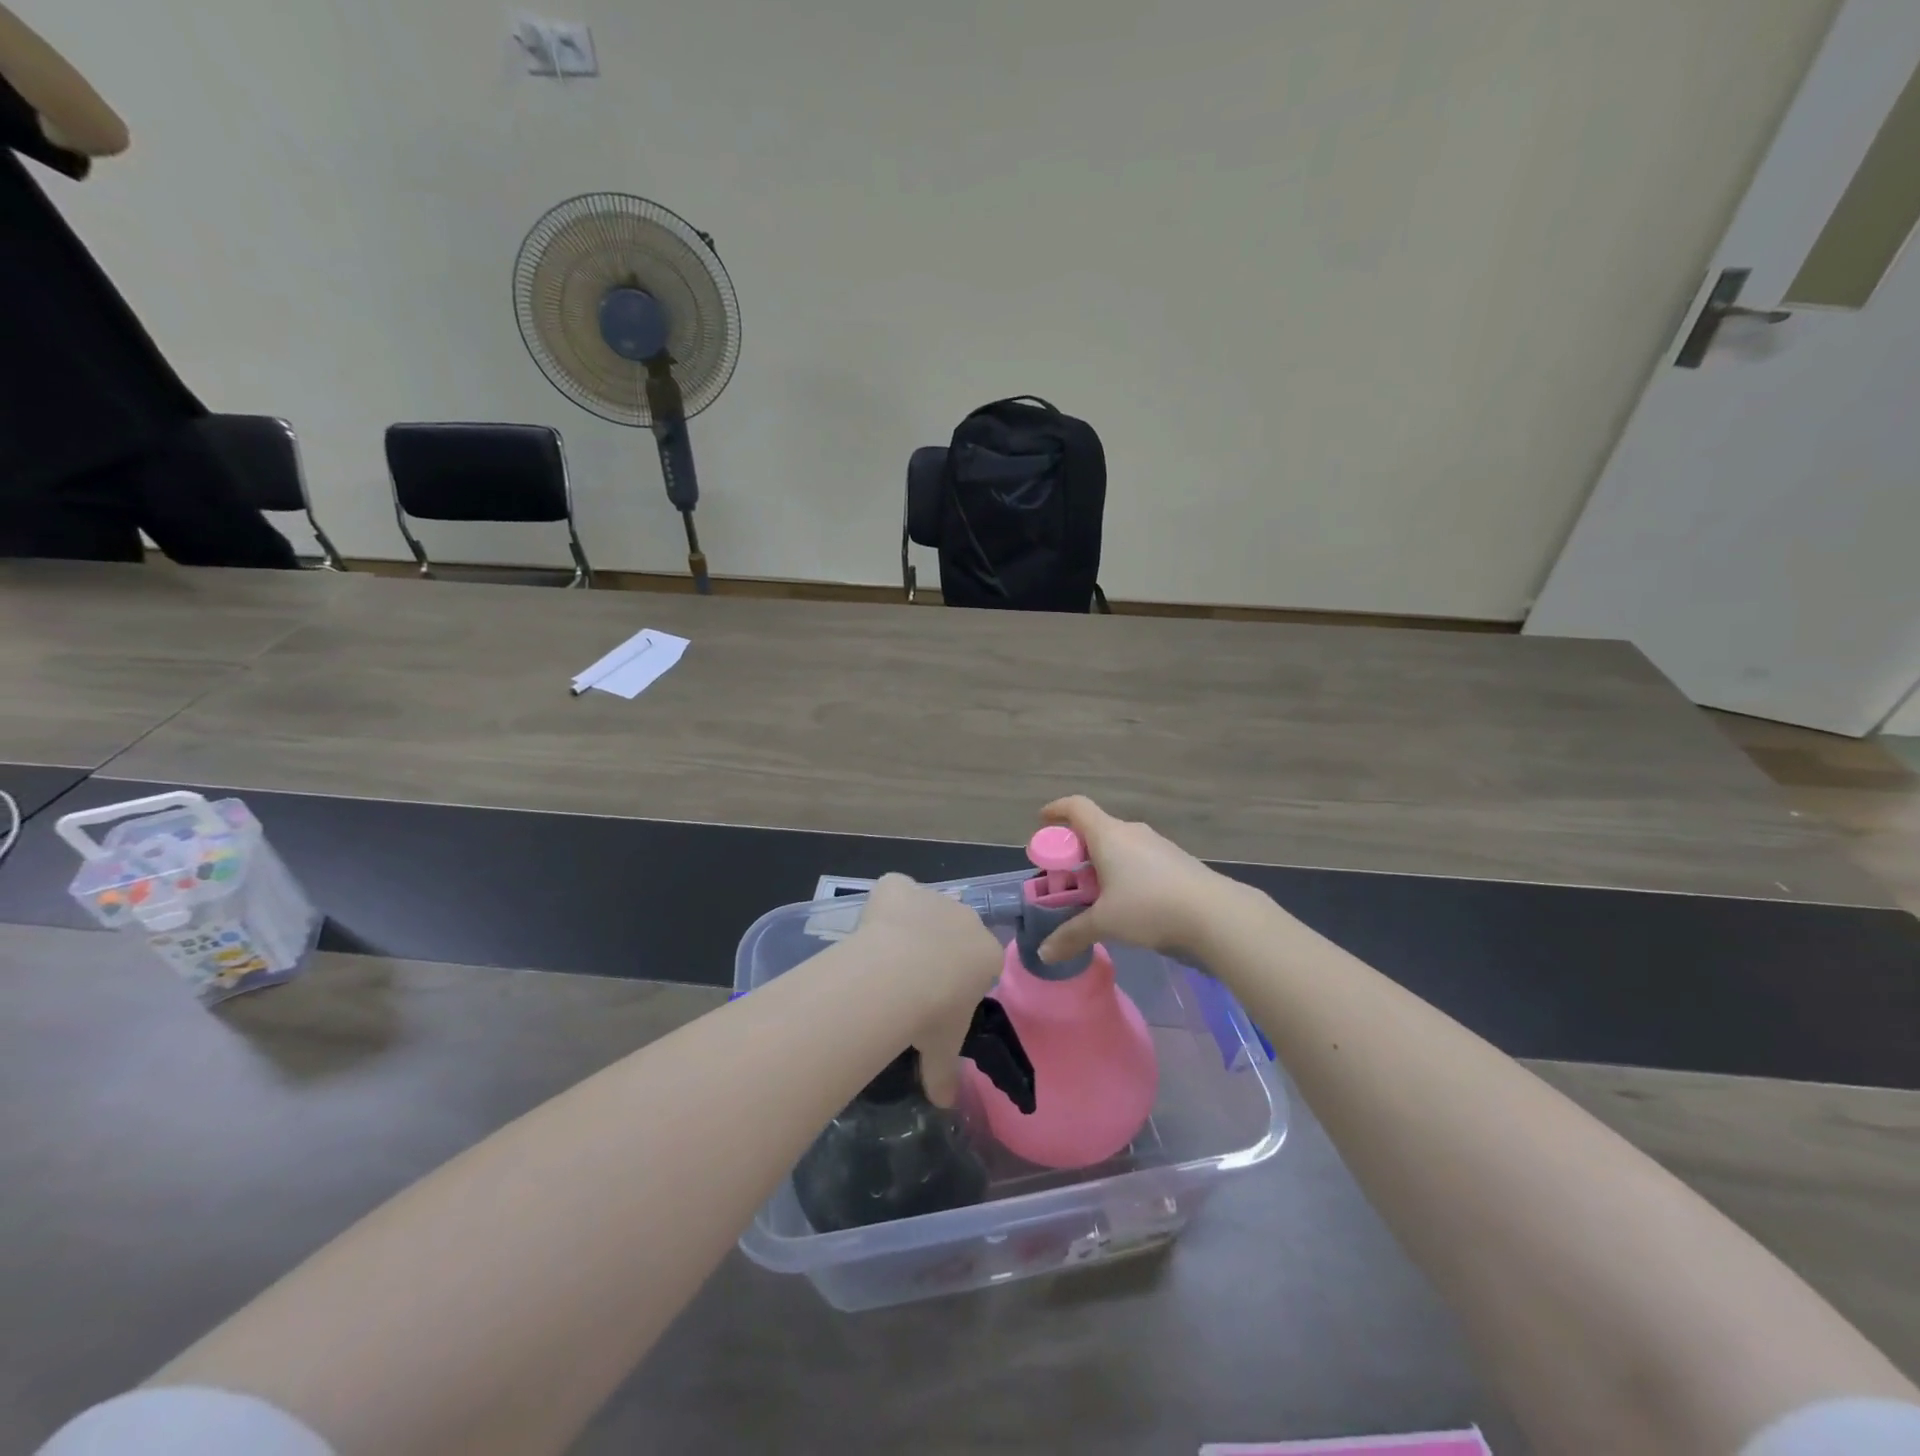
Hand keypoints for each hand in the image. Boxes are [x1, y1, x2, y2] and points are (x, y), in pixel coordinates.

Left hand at [852, 874, 1003, 1104]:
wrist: (899, 975)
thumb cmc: (933, 1014)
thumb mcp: (942, 1049)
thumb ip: (945, 1074)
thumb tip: (944, 1104)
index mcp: (987, 953)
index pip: (980, 961)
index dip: (957, 978)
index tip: (937, 999)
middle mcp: (966, 918)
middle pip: (953, 930)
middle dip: (936, 950)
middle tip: (909, 982)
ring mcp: (932, 896)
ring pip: (923, 908)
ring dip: (909, 928)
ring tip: (883, 960)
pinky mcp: (898, 886)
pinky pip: (893, 890)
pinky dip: (882, 904)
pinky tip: (868, 930)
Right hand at [1035, 796, 1248, 965]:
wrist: (1216, 914)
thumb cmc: (1149, 906)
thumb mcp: (1105, 923)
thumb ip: (1072, 935)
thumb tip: (1043, 953)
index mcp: (1108, 835)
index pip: (1076, 807)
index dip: (1056, 810)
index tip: (1042, 821)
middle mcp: (1132, 832)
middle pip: (1096, 828)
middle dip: (1076, 848)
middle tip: (1065, 875)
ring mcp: (1158, 845)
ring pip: (1120, 845)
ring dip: (1102, 862)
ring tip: (1096, 894)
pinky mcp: (1177, 861)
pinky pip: (1140, 858)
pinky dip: (1125, 871)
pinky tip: (1128, 901)